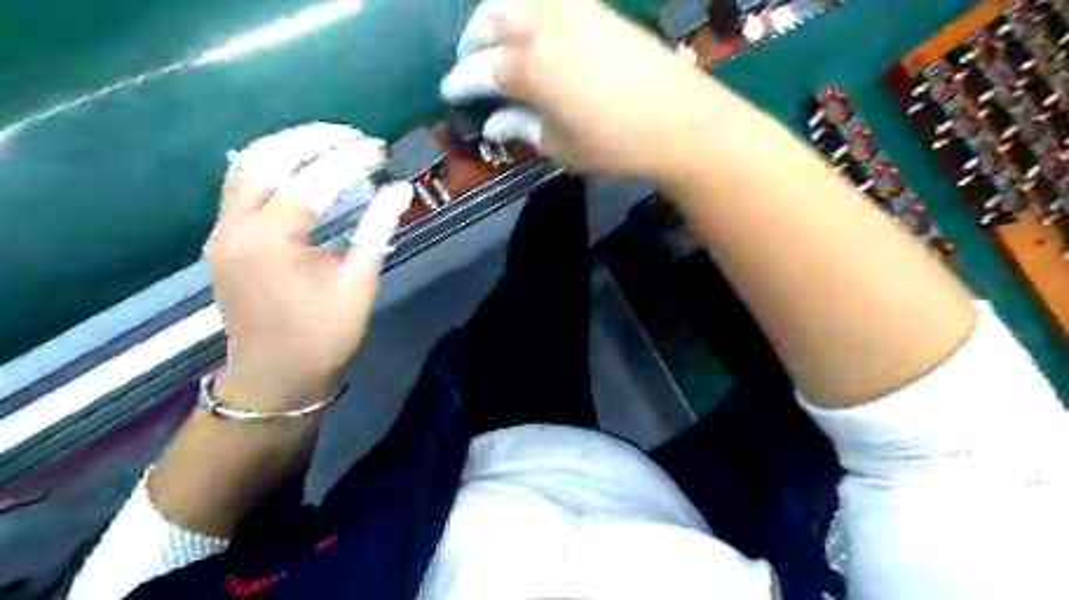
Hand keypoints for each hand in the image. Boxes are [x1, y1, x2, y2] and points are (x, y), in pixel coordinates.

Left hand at [206, 125, 409, 412]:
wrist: (276, 375)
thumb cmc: (323, 335)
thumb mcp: (359, 283)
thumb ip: (377, 230)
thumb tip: (399, 190)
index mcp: (272, 240)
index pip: (312, 180)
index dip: (348, 159)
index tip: (378, 148)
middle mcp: (236, 226)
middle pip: (267, 158)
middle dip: (312, 139)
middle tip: (352, 136)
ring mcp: (222, 232)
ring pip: (245, 167)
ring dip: (286, 148)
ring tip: (326, 142)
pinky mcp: (223, 241)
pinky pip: (241, 188)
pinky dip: (270, 169)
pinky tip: (298, 169)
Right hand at [438, 1, 721, 180]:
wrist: (679, 122)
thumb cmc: (615, 145)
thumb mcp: (561, 147)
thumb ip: (522, 128)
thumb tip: (493, 121)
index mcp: (531, 69)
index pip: (481, 69)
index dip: (460, 81)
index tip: (448, 91)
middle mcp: (547, 28)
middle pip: (493, 18)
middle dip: (473, 40)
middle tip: (472, 64)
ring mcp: (576, 12)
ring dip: (500, 16)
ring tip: (500, 41)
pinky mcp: (601, 10)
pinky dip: (533, 7)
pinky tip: (537, 28)